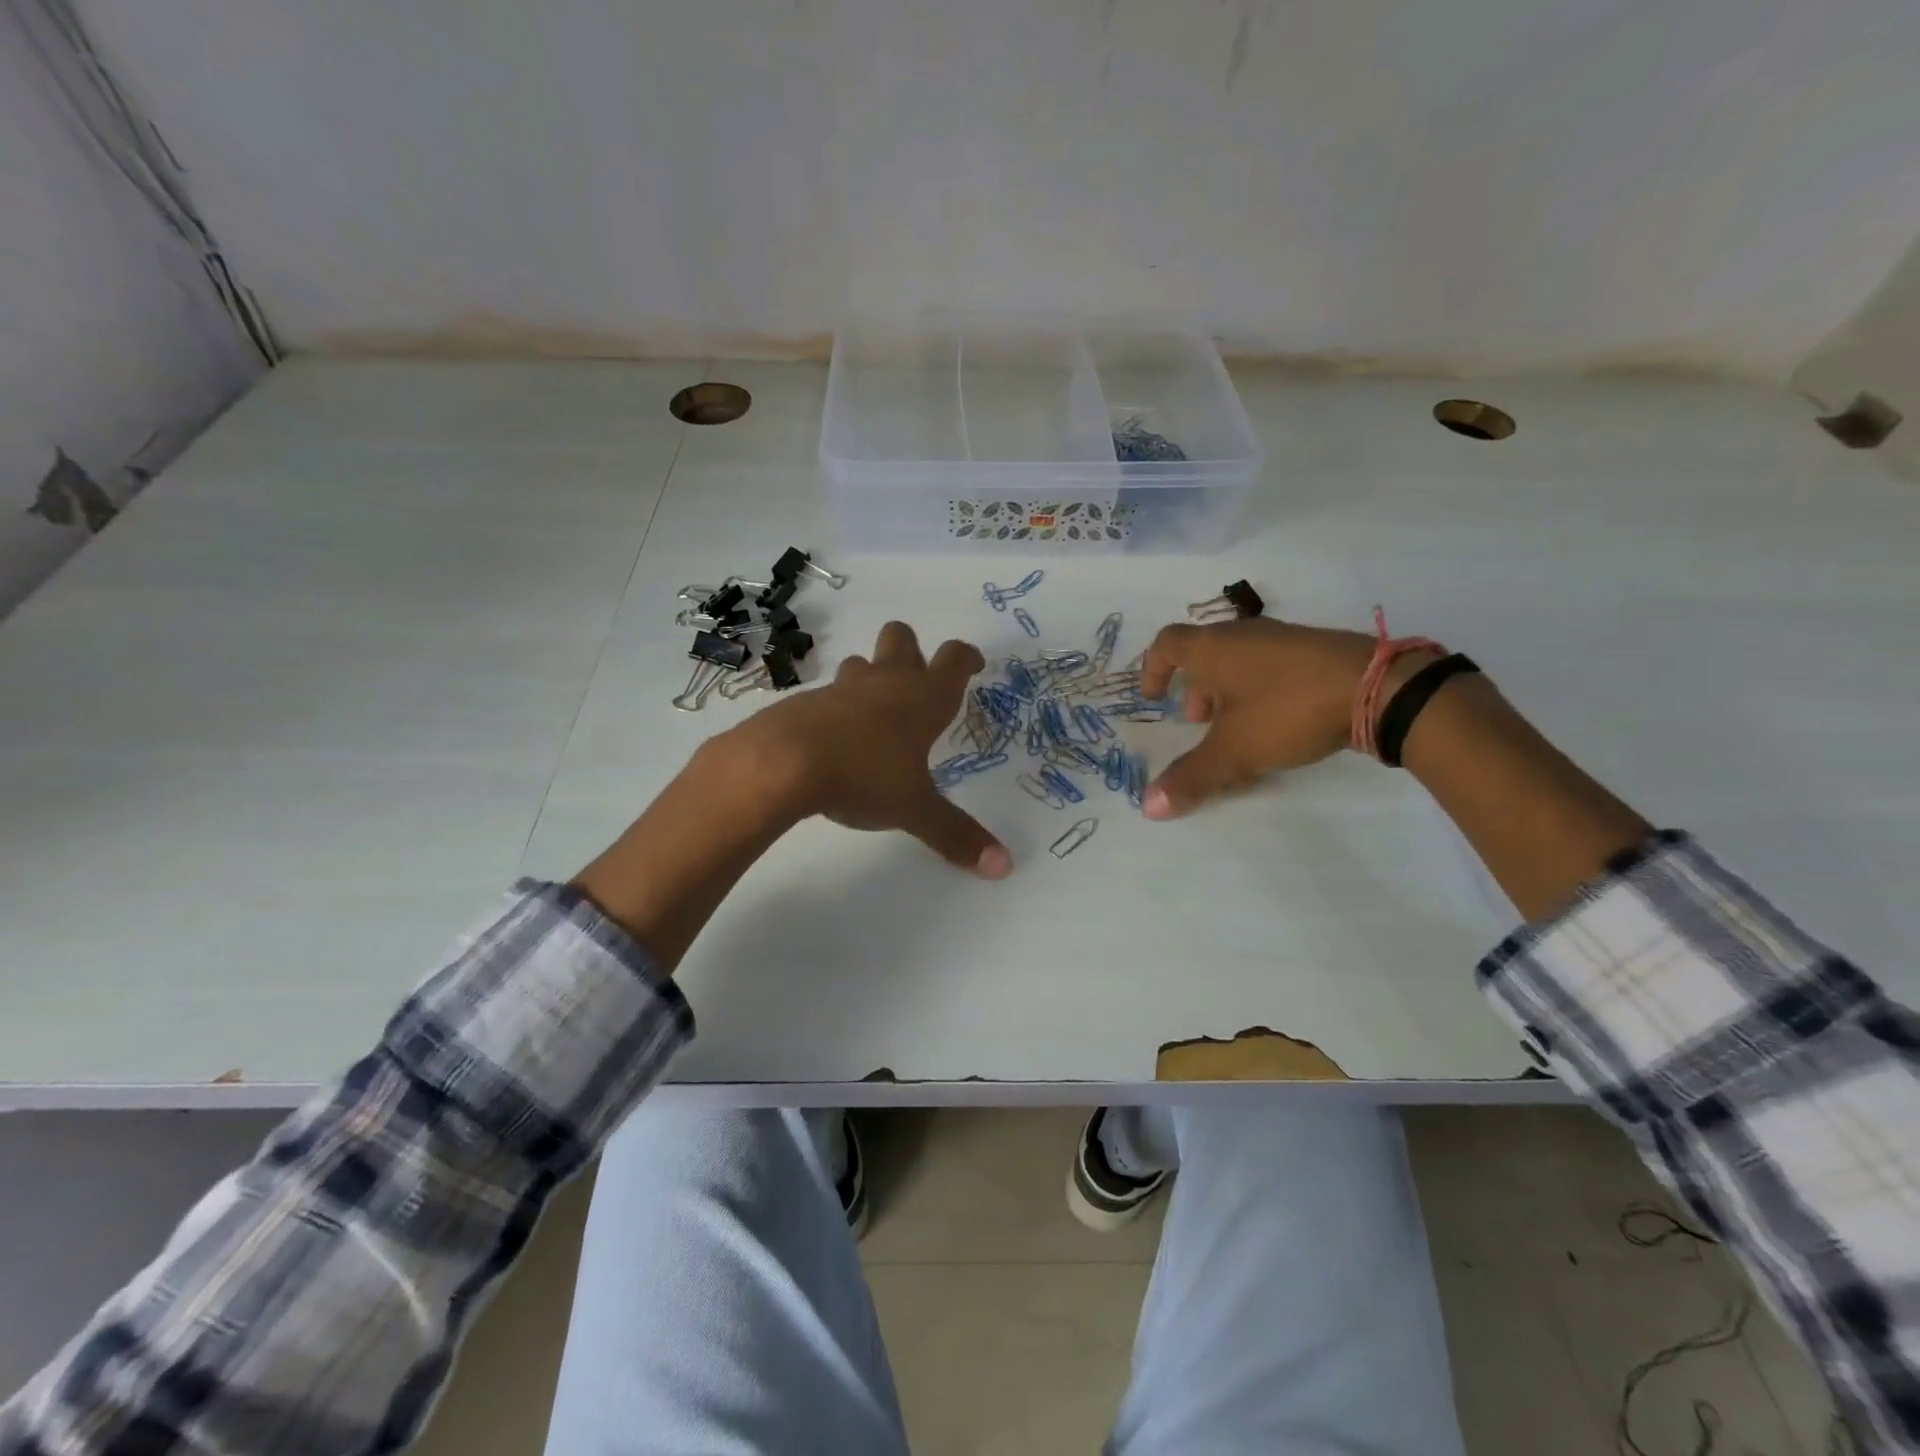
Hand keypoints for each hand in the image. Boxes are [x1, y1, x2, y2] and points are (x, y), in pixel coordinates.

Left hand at [722, 621, 1012, 877]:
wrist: (782, 764)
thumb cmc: (864, 776)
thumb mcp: (915, 810)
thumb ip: (956, 835)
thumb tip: (1004, 865)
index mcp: (921, 699)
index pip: (953, 660)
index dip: (967, 657)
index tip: (974, 664)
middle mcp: (884, 683)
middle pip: (901, 638)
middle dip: (911, 650)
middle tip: (916, 679)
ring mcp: (841, 690)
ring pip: (862, 664)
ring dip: (870, 676)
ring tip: (874, 711)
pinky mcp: (805, 703)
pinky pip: (829, 695)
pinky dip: (837, 708)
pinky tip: (835, 740)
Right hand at [1137, 617, 1429, 817]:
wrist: (1377, 688)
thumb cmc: (1286, 710)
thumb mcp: (1234, 750)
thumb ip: (1191, 777)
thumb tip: (1149, 807)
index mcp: (1213, 648)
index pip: (1167, 643)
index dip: (1152, 668)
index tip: (1153, 698)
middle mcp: (1242, 635)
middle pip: (1204, 655)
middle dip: (1194, 690)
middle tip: (1198, 724)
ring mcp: (1281, 640)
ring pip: (1238, 663)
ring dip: (1227, 694)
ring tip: (1237, 731)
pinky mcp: (1313, 652)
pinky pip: (1269, 668)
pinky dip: (1258, 693)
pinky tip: (1277, 725)